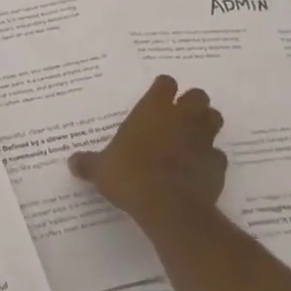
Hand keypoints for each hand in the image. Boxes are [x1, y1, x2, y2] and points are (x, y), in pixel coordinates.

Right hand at [69, 75, 226, 228]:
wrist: (169, 207)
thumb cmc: (131, 176)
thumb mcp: (101, 170)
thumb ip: (89, 163)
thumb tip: (72, 162)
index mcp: (154, 109)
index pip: (165, 83)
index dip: (163, 89)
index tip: (157, 98)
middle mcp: (182, 117)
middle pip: (198, 95)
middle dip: (191, 103)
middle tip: (178, 117)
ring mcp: (203, 139)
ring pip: (214, 119)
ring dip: (206, 125)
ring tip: (193, 137)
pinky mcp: (217, 164)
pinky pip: (218, 155)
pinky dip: (211, 160)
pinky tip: (199, 170)